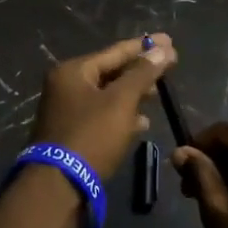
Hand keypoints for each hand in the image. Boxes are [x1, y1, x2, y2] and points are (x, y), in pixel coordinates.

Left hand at [29, 34, 176, 180]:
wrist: (58, 186)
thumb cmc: (91, 136)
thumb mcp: (120, 102)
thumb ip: (142, 74)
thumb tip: (162, 49)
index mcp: (73, 71)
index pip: (115, 51)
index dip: (144, 46)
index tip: (169, 40)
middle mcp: (66, 86)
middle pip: (110, 72)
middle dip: (139, 71)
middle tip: (168, 66)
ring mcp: (67, 111)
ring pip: (107, 95)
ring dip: (132, 94)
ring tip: (158, 94)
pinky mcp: (72, 134)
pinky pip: (102, 115)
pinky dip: (121, 115)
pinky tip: (142, 123)